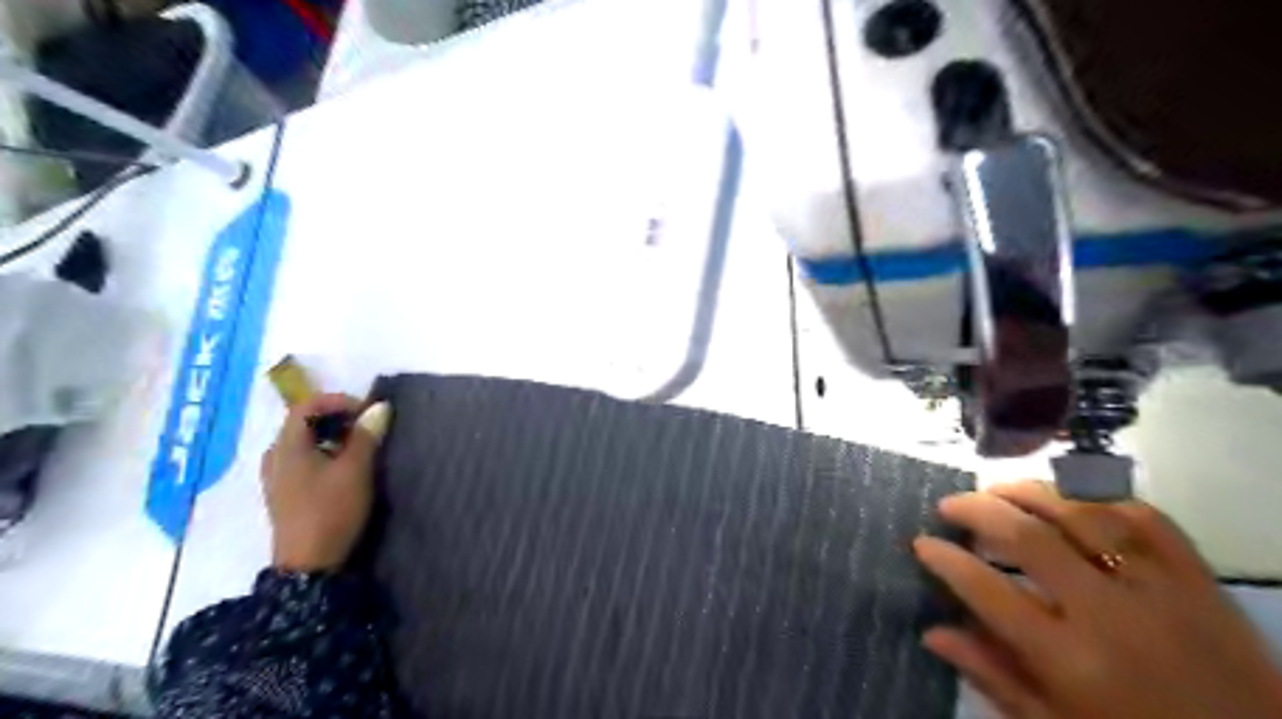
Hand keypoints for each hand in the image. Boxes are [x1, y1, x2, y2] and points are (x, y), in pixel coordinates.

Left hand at [262, 393, 393, 573]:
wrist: (310, 565)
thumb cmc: (331, 510)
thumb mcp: (356, 470)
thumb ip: (366, 436)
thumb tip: (380, 408)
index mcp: (286, 447)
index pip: (305, 406)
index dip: (337, 401)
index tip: (366, 412)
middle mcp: (275, 457)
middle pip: (302, 423)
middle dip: (336, 418)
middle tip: (366, 427)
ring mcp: (277, 477)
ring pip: (303, 442)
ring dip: (332, 436)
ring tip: (359, 447)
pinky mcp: (284, 494)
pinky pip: (302, 460)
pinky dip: (324, 453)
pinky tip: (344, 469)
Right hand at [917, 479, 1281, 718]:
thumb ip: (993, 676)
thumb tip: (933, 633)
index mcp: (1069, 660)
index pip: (987, 590)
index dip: (945, 559)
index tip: (922, 543)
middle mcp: (1109, 614)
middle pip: (1027, 535)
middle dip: (975, 509)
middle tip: (948, 505)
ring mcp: (1159, 589)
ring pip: (1081, 513)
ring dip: (1028, 492)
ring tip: (997, 490)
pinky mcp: (1200, 578)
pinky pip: (1146, 517)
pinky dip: (1100, 499)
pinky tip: (1070, 498)